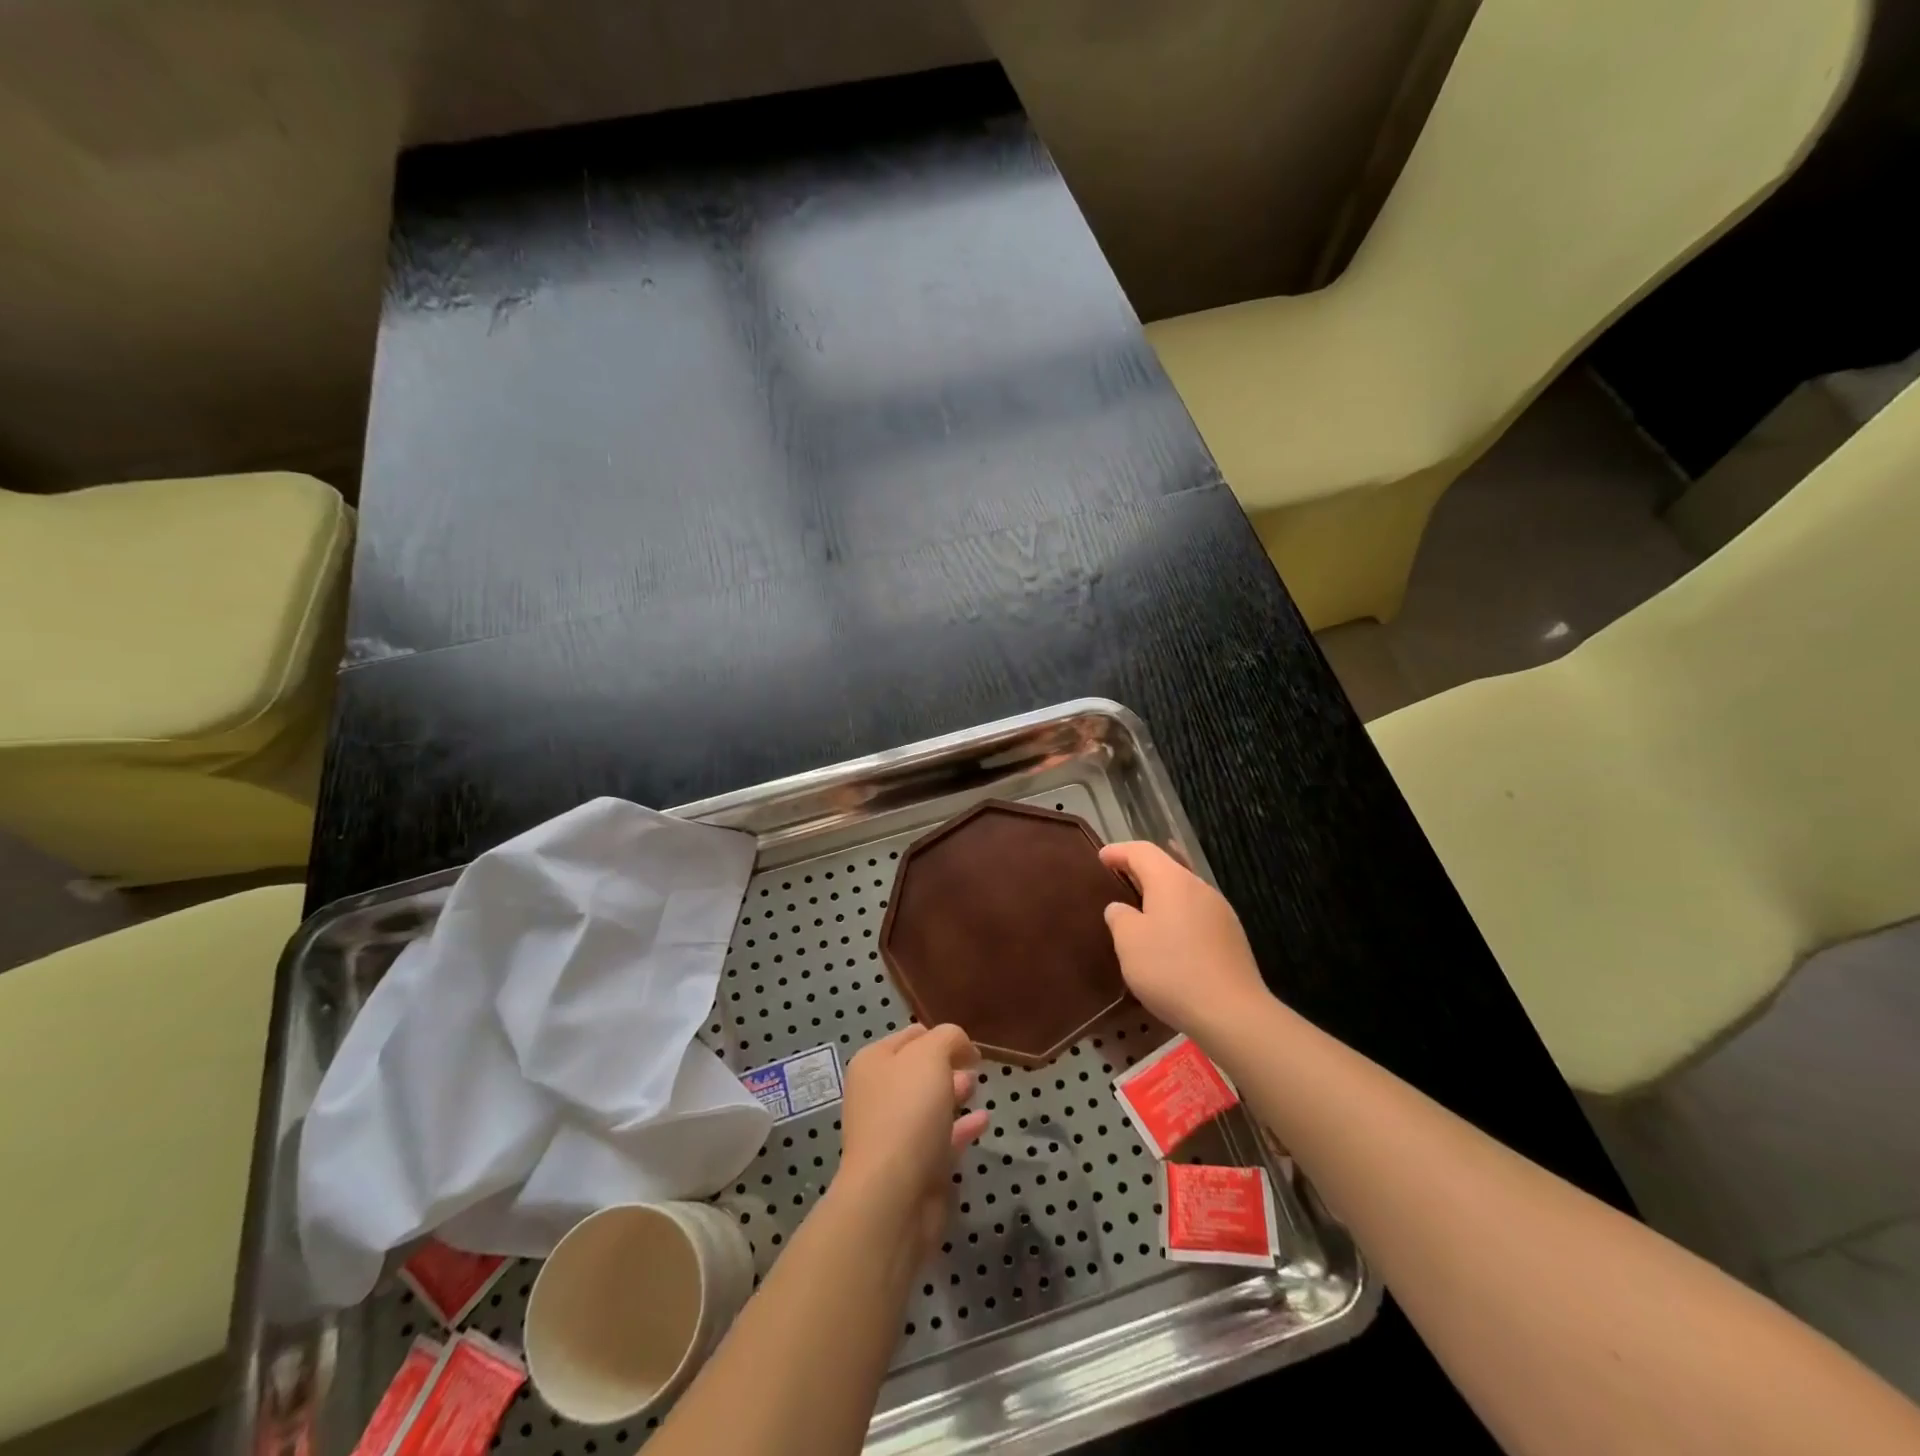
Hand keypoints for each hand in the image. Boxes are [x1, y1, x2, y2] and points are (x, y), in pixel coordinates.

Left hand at [836, 1024, 989, 1254]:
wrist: (894, 1194)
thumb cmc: (908, 1111)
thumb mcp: (931, 1055)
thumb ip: (949, 1038)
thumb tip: (961, 1046)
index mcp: (873, 1063)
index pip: (911, 1036)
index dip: (940, 1036)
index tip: (969, 1045)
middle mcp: (878, 1095)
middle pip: (918, 1071)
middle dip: (947, 1065)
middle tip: (975, 1066)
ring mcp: (894, 1133)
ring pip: (929, 1105)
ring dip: (954, 1094)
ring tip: (978, 1087)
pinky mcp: (914, 1167)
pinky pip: (942, 1138)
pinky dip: (962, 1127)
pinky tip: (983, 1121)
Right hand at [1100, 841, 1271, 1039]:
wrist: (1231, 1013)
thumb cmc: (1171, 969)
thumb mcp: (1129, 942)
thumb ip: (1120, 917)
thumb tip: (1121, 908)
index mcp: (1172, 880)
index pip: (1142, 851)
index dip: (1119, 851)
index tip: (1101, 857)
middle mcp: (1199, 887)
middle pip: (1166, 867)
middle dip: (1141, 870)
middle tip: (1118, 878)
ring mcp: (1220, 912)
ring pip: (1184, 891)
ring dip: (1161, 895)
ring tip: (1141, 909)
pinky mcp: (1231, 937)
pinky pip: (1196, 914)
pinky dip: (1177, 915)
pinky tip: (1169, 938)